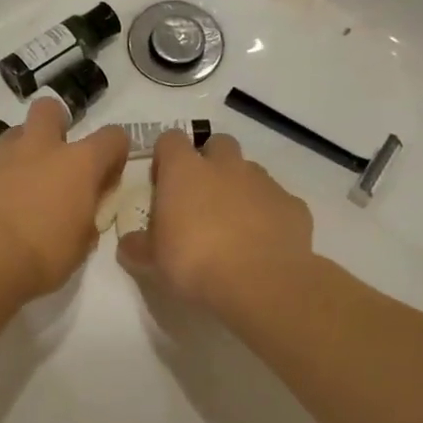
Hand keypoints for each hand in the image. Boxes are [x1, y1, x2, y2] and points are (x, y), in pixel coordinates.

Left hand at [0, 100, 129, 298]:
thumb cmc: (42, 256)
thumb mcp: (81, 245)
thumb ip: (86, 218)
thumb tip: (82, 212)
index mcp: (79, 164)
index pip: (112, 137)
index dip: (113, 154)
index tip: (105, 179)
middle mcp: (40, 147)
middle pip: (50, 110)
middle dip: (55, 125)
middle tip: (54, 160)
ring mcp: (0, 154)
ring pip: (13, 135)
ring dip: (20, 155)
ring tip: (16, 189)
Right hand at [117, 132, 313, 311]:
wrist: (260, 282)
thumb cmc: (194, 263)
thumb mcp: (152, 261)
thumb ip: (138, 246)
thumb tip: (130, 243)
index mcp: (184, 171)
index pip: (170, 140)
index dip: (165, 157)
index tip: (162, 182)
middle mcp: (225, 166)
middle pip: (217, 144)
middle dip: (210, 162)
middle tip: (201, 198)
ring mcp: (263, 182)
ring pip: (250, 171)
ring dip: (240, 187)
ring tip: (233, 224)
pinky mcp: (293, 205)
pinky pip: (277, 201)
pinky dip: (269, 214)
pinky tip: (264, 242)